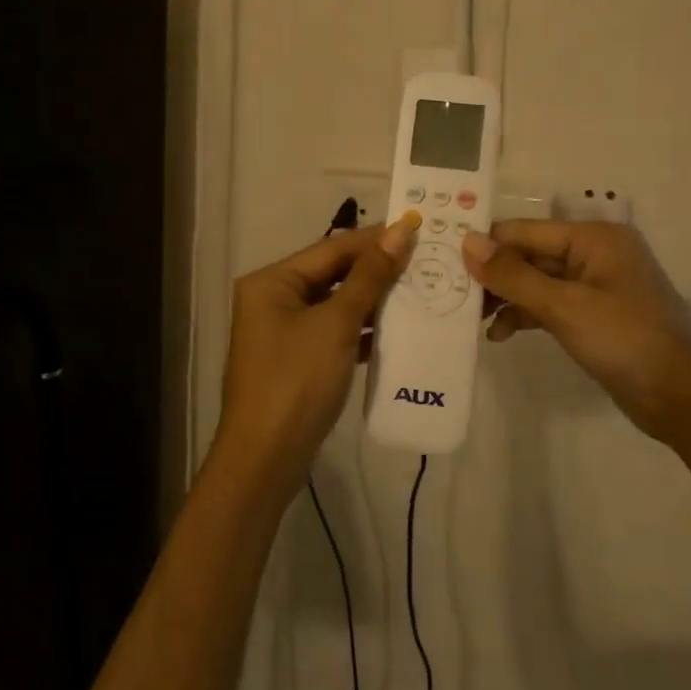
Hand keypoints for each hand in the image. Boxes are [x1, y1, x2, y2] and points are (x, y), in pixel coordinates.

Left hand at [215, 217, 419, 494]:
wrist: (265, 459)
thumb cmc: (297, 381)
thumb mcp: (336, 324)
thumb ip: (368, 278)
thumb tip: (398, 232)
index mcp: (272, 281)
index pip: (331, 248)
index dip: (375, 239)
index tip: (417, 229)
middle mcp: (273, 298)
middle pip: (332, 274)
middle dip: (376, 269)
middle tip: (425, 260)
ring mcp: (283, 331)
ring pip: (336, 304)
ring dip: (374, 300)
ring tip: (420, 290)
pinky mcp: (297, 360)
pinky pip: (334, 332)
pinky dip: (363, 330)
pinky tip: (399, 329)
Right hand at [460, 220, 690, 444]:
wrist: (681, 399)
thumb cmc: (625, 340)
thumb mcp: (564, 306)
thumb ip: (513, 274)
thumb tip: (467, 241)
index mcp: (593, 237)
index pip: (524, 230)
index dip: (486, 244)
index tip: (443, 260)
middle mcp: (594, 253)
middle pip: (529, 254)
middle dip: (493, 275)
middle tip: (451, 294)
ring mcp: (595, 285)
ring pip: (536, 281)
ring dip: (506, 298)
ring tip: (472, 320)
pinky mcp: (593, 314)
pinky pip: (549, 304)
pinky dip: (525, 315)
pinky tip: (500, 334)